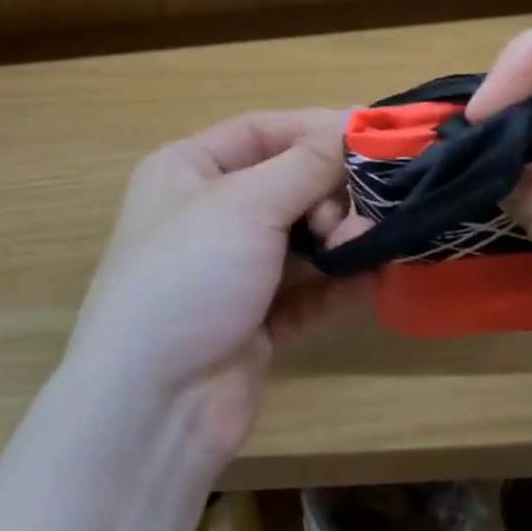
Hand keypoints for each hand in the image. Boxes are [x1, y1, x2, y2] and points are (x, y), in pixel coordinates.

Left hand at [64, 110, 369, 466]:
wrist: (153, 404)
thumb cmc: (189, 277)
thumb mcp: (246, 205)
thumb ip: (307, 165)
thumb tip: (355, 126)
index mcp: (187, 170)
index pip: (262, 131)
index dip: (318, 129)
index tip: (378, 137)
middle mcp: (208, 213)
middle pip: (288, 184)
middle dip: (330, 194)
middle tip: (359, 213)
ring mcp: (233, 270)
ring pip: (303, 238)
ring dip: (340, 239)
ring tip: (364, 248)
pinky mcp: (257, 320)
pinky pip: (308, 290)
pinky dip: (338, 284)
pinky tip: (371, 281)